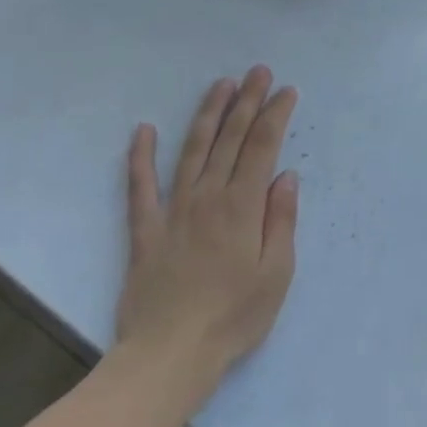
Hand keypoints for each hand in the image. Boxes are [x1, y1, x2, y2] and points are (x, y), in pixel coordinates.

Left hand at [116, 67, 299, 380]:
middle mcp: (208, 197)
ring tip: (220, 84)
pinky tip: (143, 130)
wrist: (169, 355)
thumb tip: (286, 176)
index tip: (286, 91)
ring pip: (192, 150)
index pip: (262, 147)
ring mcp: (173, 210)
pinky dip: (140, 156)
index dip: (275, 114)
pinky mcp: (145, 229)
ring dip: (207, 114)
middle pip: (230, 138)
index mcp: (243, 207)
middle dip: (246, 101)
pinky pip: (140, 186)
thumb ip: (281, 220)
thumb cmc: (233, 318)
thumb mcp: (276, 274)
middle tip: (258, 71)